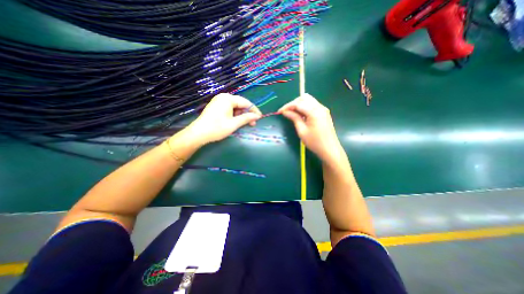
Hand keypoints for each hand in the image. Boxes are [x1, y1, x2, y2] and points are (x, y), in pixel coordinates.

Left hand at [183, 93, 261, 144]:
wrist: (198, 134)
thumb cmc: (217, 128)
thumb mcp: (234, 124)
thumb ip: (246, 118)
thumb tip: (257, 116)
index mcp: (228, 99)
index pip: (246, 102)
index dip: (254, 110)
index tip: (260, 117)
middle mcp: (223, 97)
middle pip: (240, 104)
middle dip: (247, 114)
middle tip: (253, 123)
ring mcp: (219, 101)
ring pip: (235, 107)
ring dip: (241, 115)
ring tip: (246, 124)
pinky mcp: (216, 107)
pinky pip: (229, 109)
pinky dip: (235, 115)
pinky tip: (237, 121)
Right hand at [278, 93, 344, 162]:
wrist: (330, 149)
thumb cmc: (315, 142)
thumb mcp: (302, 131)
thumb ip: (294, 118)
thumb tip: (285, 112)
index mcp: (314, 111)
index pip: (298, 103)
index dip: (287, 106)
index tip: (279, 112)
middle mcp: (320, 107)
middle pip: (304, 98)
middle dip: (293, 103)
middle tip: (286, 112)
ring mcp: (323, 109)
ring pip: (308, 100)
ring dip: (299, 104)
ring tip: (292, 113)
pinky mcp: (324, 113)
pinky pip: (312, 105)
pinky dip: (304, 107)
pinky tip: (300, 114)